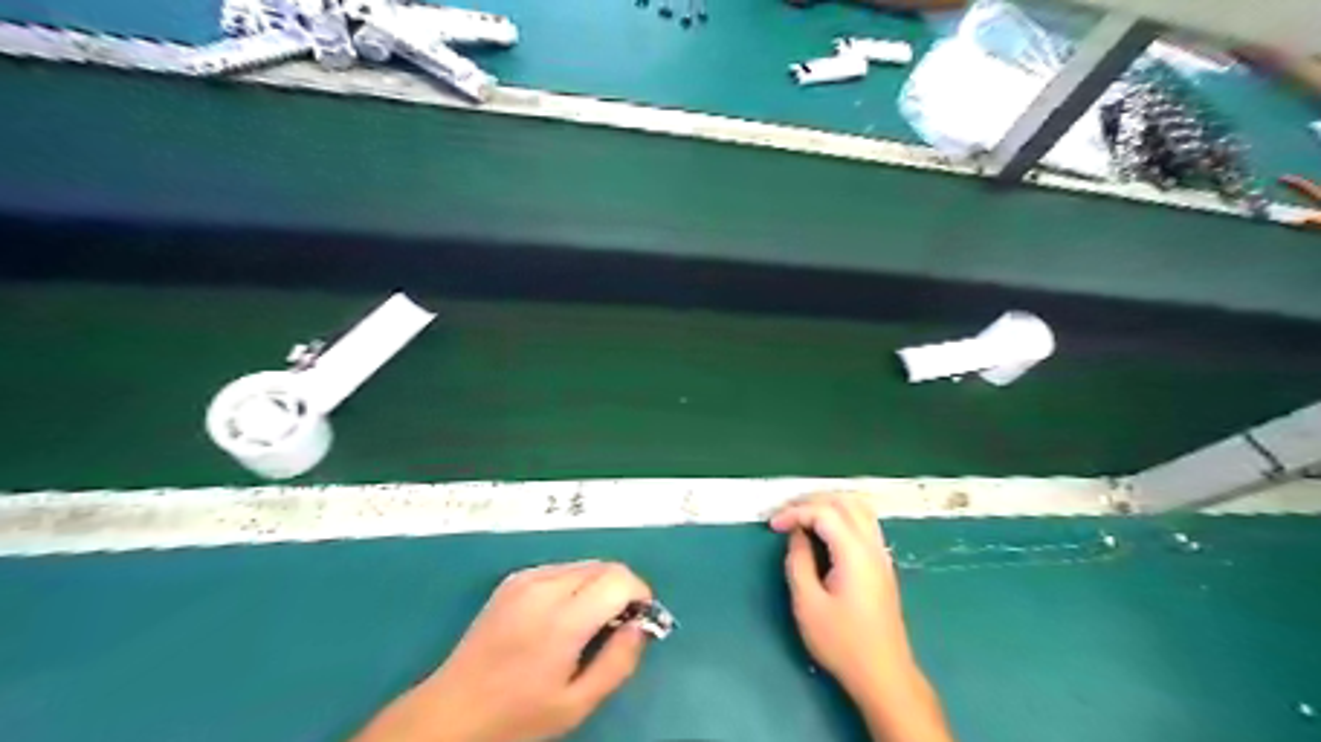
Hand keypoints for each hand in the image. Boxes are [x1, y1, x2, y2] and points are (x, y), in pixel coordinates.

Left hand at [356, 563, 653, 740]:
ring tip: (590, 623)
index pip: (619, 579)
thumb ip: (618, 662)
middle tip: (618, 626)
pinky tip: (563, 616)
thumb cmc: (517, 716)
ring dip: (600, 585)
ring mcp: (526, 578)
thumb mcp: (576, 704)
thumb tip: (642, 626)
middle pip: (604, 566)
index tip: (640, 621)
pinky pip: (561, 569)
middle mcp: (545, 587)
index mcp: (562, 619)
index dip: (639, 594)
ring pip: (584, 564)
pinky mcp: (514, 579)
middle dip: (622, 589)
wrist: (451, 711)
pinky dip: (576, 584)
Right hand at [770, 493, 914, 687]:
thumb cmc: (842, 642)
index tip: (772, 525)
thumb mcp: (807, 604)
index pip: (824, 512)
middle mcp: (872, 545)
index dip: (795, 512)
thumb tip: (796, 535)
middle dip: (811, 500)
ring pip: (858, 507)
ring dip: (828, 503)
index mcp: (854, 552)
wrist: (884, 674)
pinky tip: (825, 529)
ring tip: (802, 515)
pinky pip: (864, 521)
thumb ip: (798, 561)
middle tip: (784, 513)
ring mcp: (881, 553)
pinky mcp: (882, 563)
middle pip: (844, 501)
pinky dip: (842, 514)